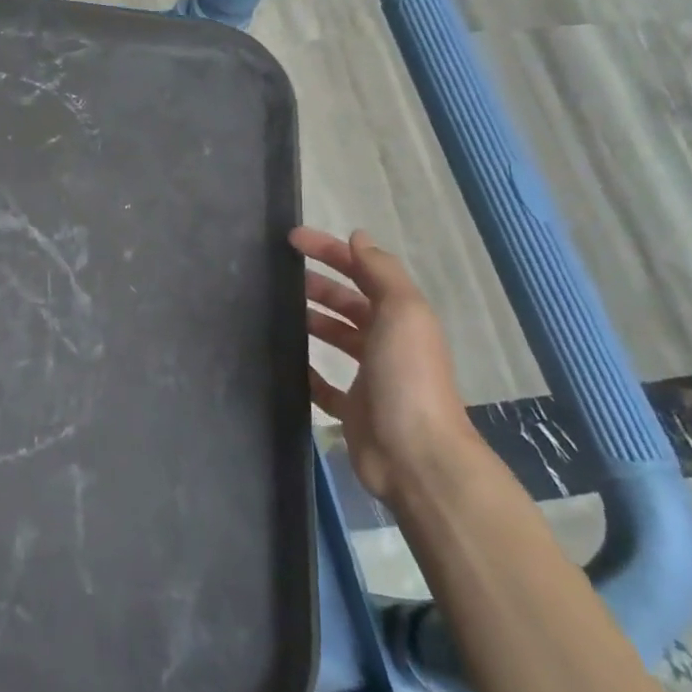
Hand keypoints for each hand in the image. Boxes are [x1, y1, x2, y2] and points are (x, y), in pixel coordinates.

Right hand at [293, 227, 473, 504]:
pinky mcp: (352, 409)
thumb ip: (381, 272)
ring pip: (336, 339)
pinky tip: (285, 361)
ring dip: (312, 321)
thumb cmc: (407, 376)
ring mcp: (370, 377)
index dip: (330, 251)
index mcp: (401, 317)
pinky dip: (307, 370)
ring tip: (276, 311)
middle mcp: (388, 342)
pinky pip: (324, 383)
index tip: (291, 239)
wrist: (414, 454)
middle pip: (349, 304)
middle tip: (279, 276)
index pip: (363, 271)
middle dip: (319, 285)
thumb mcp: (402, 313)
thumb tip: (358, 237)